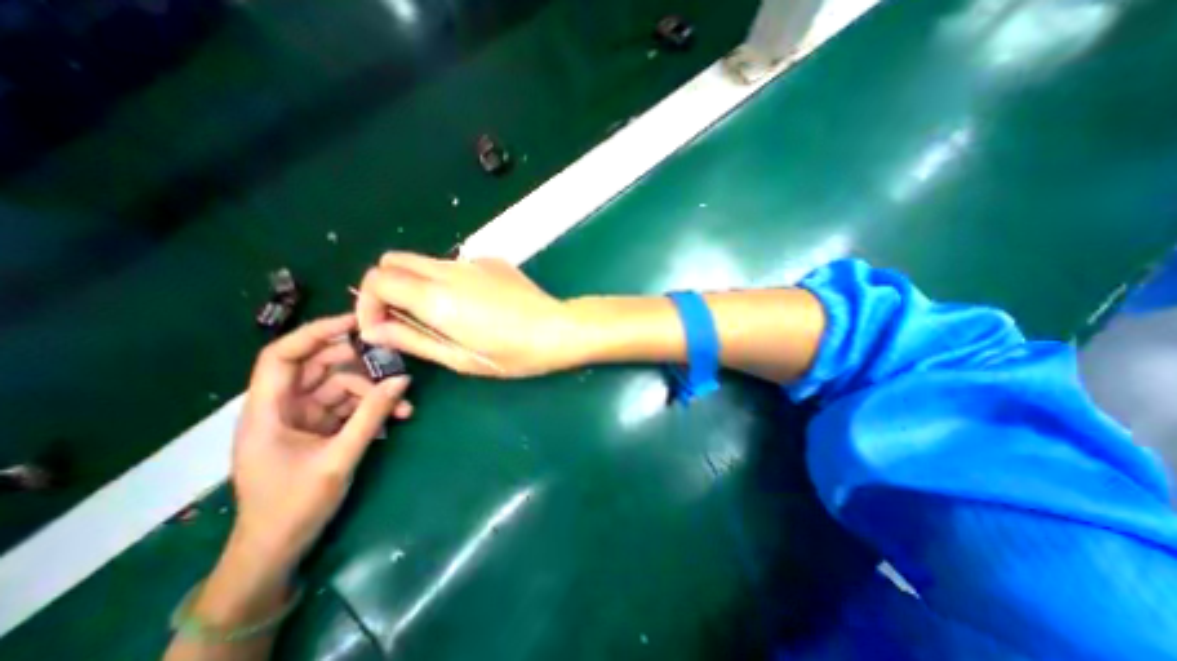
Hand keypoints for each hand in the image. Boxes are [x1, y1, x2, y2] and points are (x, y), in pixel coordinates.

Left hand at [229, 313, 412, 567]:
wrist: (278, 549)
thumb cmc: (294, 506)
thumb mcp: (340, 457)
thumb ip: (372, 415)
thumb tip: (403, 380)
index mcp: (268, 410)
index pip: (282, 355)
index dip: (316, 332)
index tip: (356, 321)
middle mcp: (282, 407)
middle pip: (319, 367)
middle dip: (358, 364)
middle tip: (393, 363)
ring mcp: (302, 418)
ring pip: (340, 387)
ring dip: (373, 392)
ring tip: (404, 405)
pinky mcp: (319, 429)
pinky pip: (348, 406)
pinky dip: (371, 408)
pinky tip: (396, 417)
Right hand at [353, 254, 582, 375]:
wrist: (559, 329)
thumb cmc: (513, 354)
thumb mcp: (460, 359)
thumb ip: (413, 340)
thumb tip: (374, 330)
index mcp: (437, 297)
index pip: (377, 279)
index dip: (368, 303)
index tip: (382, 328)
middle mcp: (450, 271)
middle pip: (394, 260)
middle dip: (386, 287)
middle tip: (404, 319)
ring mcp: (473, 262)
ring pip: (425, 261)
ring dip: (417, 284)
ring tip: (440, 316)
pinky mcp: (492, 261)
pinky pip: (456, 266)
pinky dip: (447, 281)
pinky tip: (474, 306)